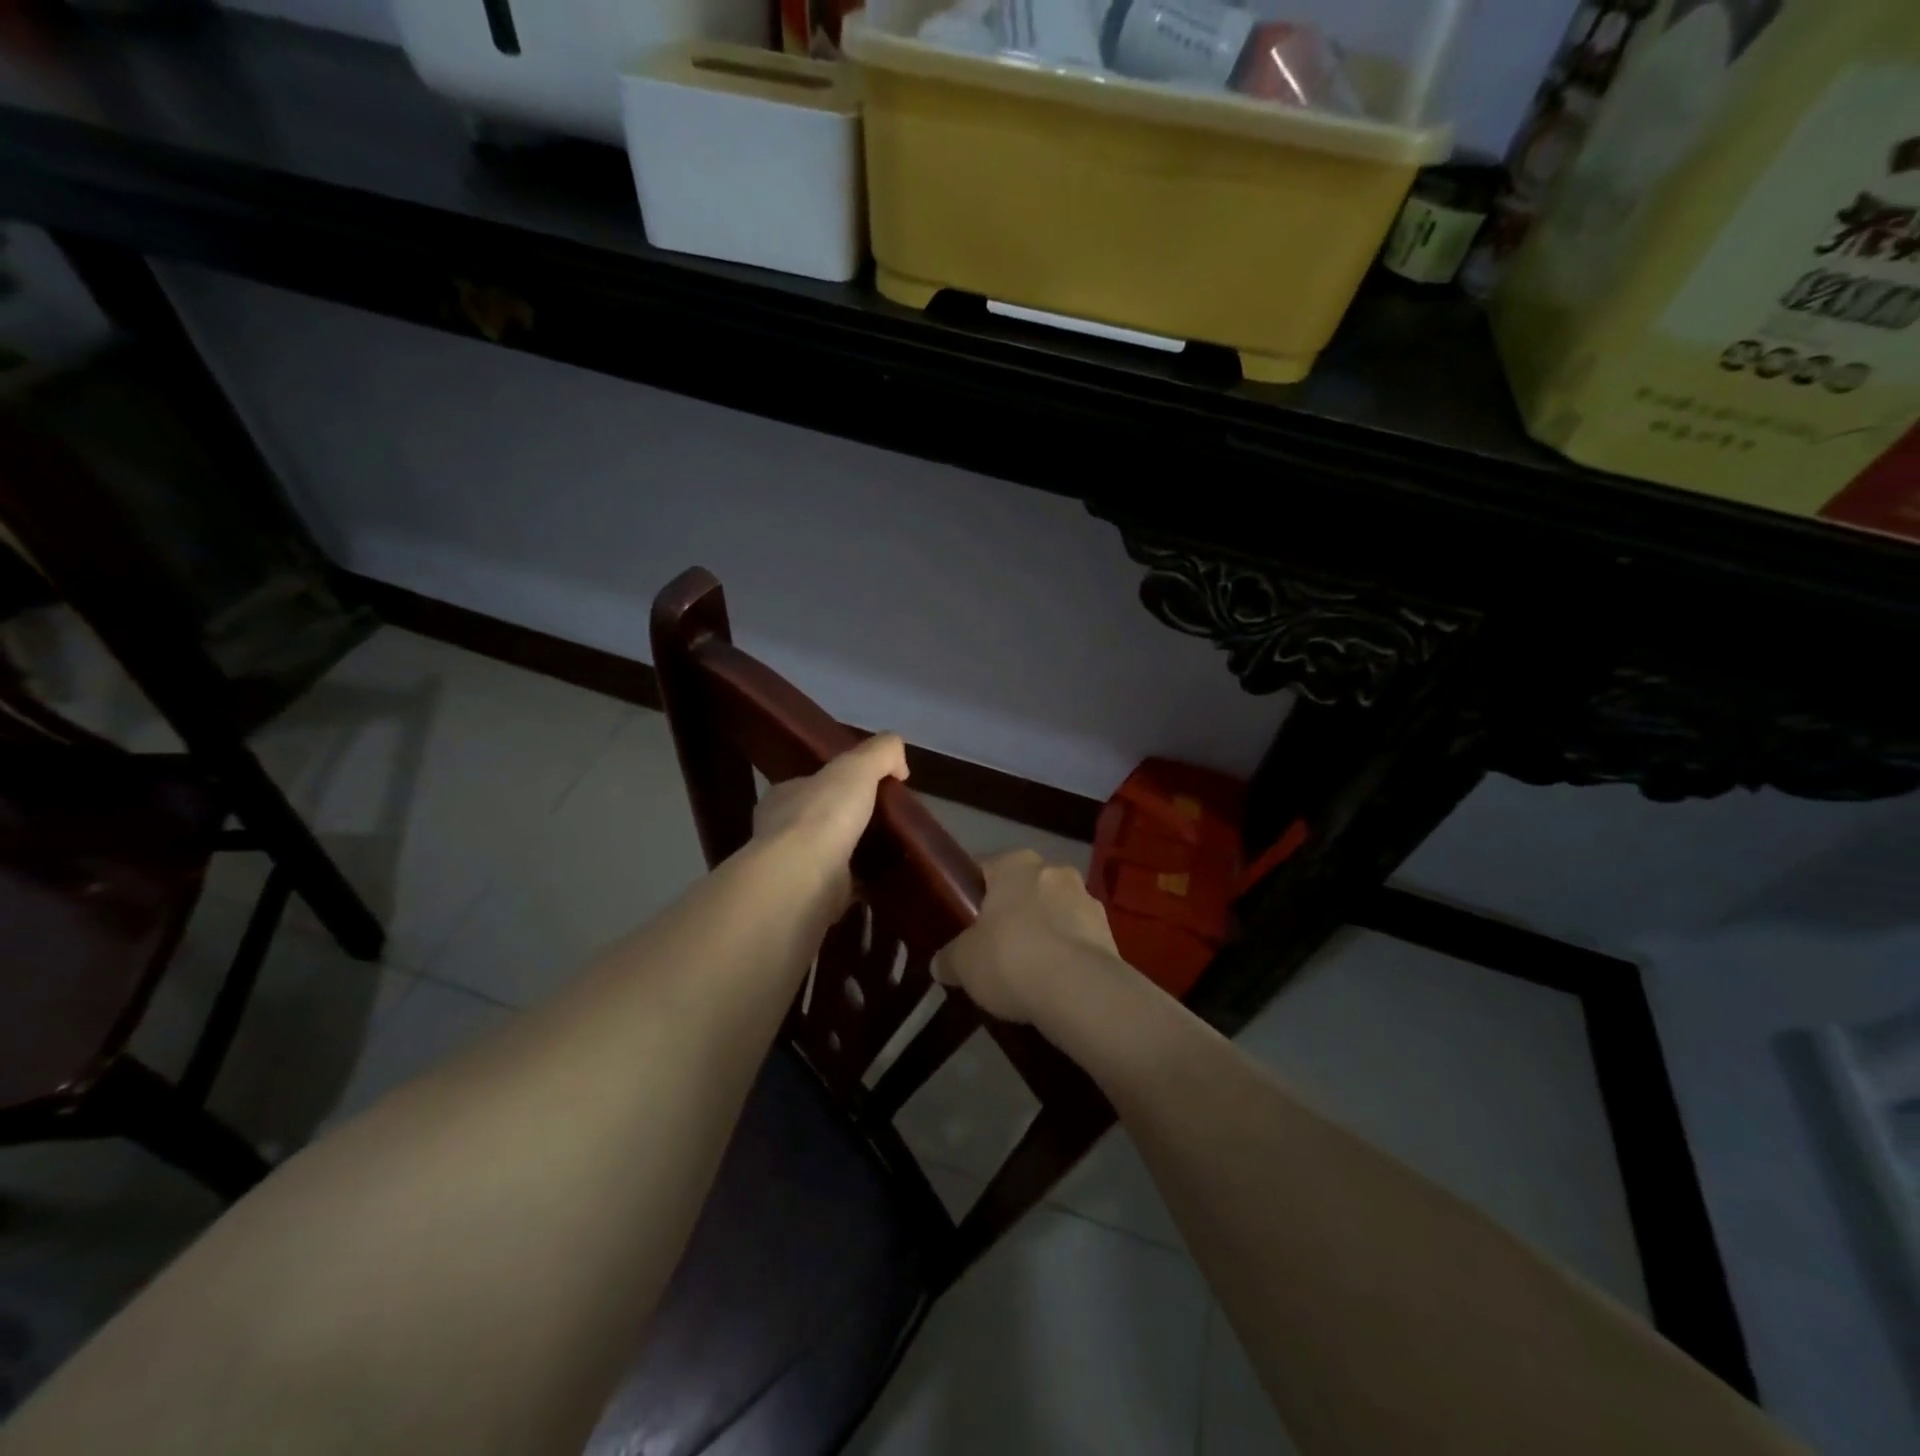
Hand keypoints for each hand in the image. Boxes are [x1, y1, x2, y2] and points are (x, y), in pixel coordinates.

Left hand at [752, 733, 908, 910]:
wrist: (802, 880)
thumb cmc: (823, 815)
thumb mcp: (858, 766)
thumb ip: (881, 753)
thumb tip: (900, 765)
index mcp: (784, 796)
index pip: (812, 784)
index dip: (839, 784)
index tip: (871, 790)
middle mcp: (780, 831)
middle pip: (819, 821)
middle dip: (847, 822)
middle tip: (884, 825)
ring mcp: (792, 869)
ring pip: (828, 857)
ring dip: (852, 857)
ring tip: (888, 855)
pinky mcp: (807, 901)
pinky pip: (838, 890)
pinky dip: (857, 888)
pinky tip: (881, 886)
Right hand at [934, 849, 1124, 1024]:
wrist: (1080, 992)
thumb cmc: (1011, 958)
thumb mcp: (963, 962)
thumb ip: (949, 958)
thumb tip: (941, 964)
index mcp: (1015, 863)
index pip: (984, 868)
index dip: (969, 895)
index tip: (961, 922)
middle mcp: (1054, 870)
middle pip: (1022, 890)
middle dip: (1010, 914)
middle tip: (991, 949)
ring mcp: (1086, 900)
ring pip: (1053, 913)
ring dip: (1042, 934)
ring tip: (1026, 973)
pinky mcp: (1109, 933)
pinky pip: (1076, 940)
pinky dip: (1065, 956)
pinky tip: (1052, 985)